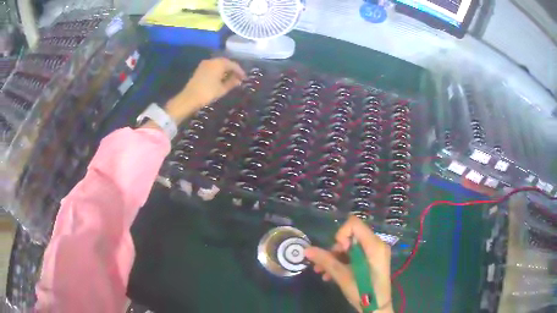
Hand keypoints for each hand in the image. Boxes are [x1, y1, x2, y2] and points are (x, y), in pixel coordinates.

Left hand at [165, 57, 245, 123]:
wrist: (189, 98)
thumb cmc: (208, 93)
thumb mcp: (222, 89)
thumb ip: (232, 82)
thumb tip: (239, 80)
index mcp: (219, 63)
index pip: (233, 65)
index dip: (240, 71)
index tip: (245, 78)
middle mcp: (212, 61)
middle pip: (225, 63)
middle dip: (232, 69)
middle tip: (238, 78)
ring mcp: (205, 64)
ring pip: (218, 64)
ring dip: (225, 70)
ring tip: (231, 79)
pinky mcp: (200, 69)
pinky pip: (212, 67)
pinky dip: (218, 71)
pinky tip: (221, 78)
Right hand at [305, 216, 393, 312]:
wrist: (376, 307)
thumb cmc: (363, 291)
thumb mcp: (342, 277)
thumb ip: (325, 261)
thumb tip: (307, 250)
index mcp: (374, 245)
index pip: (354, 224)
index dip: (341, 234)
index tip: (337, 252)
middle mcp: (377, 244)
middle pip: (351, 236)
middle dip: (335, 250)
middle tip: (324, 264)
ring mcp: (375, 253)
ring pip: (351, 247)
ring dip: (335, 258)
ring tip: (322, 272)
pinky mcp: (372, 260)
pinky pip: (355, 255)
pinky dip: (343, 262)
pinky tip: (330, 275)